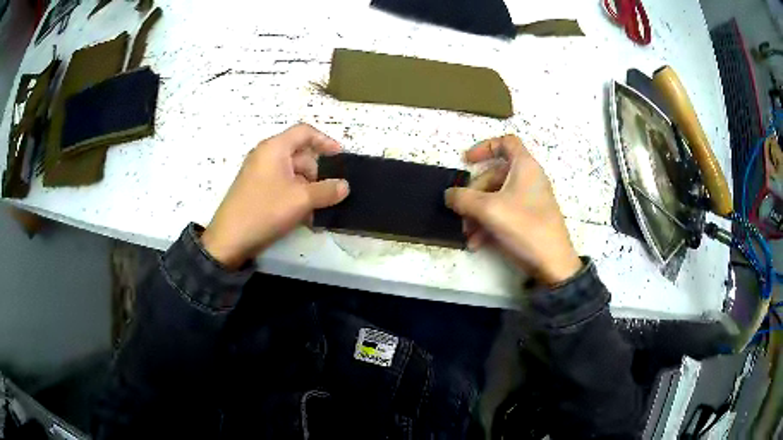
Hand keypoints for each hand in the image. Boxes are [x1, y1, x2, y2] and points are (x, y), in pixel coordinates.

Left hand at [202, 124, 349, 268]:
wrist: (229, 239)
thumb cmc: (265, 211)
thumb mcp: (301, 200)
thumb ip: (327, 191)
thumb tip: (345, 186)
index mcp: (274, 148)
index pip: (304, 132)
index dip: (325, 141)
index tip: (340, 157)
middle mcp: (266, 155)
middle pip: (300, 154)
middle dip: (317, 173)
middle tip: (327, 194)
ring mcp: (259, 173)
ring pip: (292, 173)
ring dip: (308, 189)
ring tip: (315, 210)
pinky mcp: (256, 190)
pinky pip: (282, 185)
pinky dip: (295, 196)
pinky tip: (303, 216)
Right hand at [445, 135, 581, 284]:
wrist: (552, 263)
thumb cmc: (524, 226)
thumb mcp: (488, 210)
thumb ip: (463, 198)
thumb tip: (449, 194)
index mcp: (525, 167)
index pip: (506, 142)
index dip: (484, 147)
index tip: (466, 161)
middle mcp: (529, 179)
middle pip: (495, 176)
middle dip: (474, 194)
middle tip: (462, 213)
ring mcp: (530, 200)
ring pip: (497, 198)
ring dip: (478, 214)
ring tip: (468, 234)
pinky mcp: (530, 219)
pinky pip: (504, 213)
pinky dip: (489, 224)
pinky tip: (477, 243)